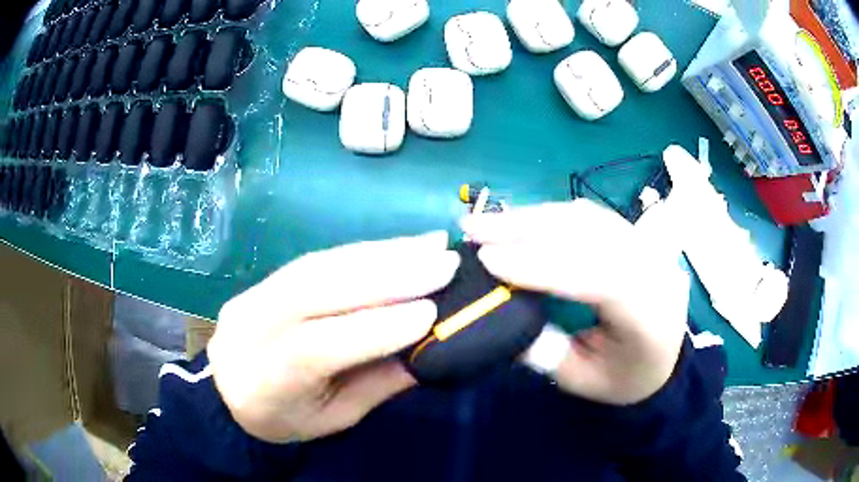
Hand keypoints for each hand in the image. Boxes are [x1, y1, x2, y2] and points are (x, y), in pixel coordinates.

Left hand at [208, 232, 459, 442]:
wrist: (229, 391)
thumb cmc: (287, 418)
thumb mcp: (336, 418)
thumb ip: (378, 383)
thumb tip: (429, 343)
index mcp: (265, 382)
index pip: (316, 347)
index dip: (373, 328)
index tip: (431, 312)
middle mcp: (251, 329)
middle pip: (315, 292)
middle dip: (386, 276)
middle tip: (443, 263)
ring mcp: (252, 297)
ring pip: (318, 266)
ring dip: (380, 254)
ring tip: (428, 246)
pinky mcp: (262, 280)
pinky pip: (315, 259)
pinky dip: (362, 251)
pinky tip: (397, 246)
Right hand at [461, 200, 688, 404]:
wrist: (664, 357)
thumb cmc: (625, 376)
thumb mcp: (582, 379)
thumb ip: (544, 352)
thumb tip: (498, 313)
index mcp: (649, 312)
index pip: (597, 277)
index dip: (541, 265)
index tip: (488, 260)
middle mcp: (654, 266)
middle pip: (590, 235)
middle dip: (526, 229)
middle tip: (473, 227)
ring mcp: (646, 244)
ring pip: (586, 218)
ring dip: (532, 217)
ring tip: (487, 222)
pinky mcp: (633, 235)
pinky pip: (589, 216)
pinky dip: (549, 216)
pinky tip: (520, 220)